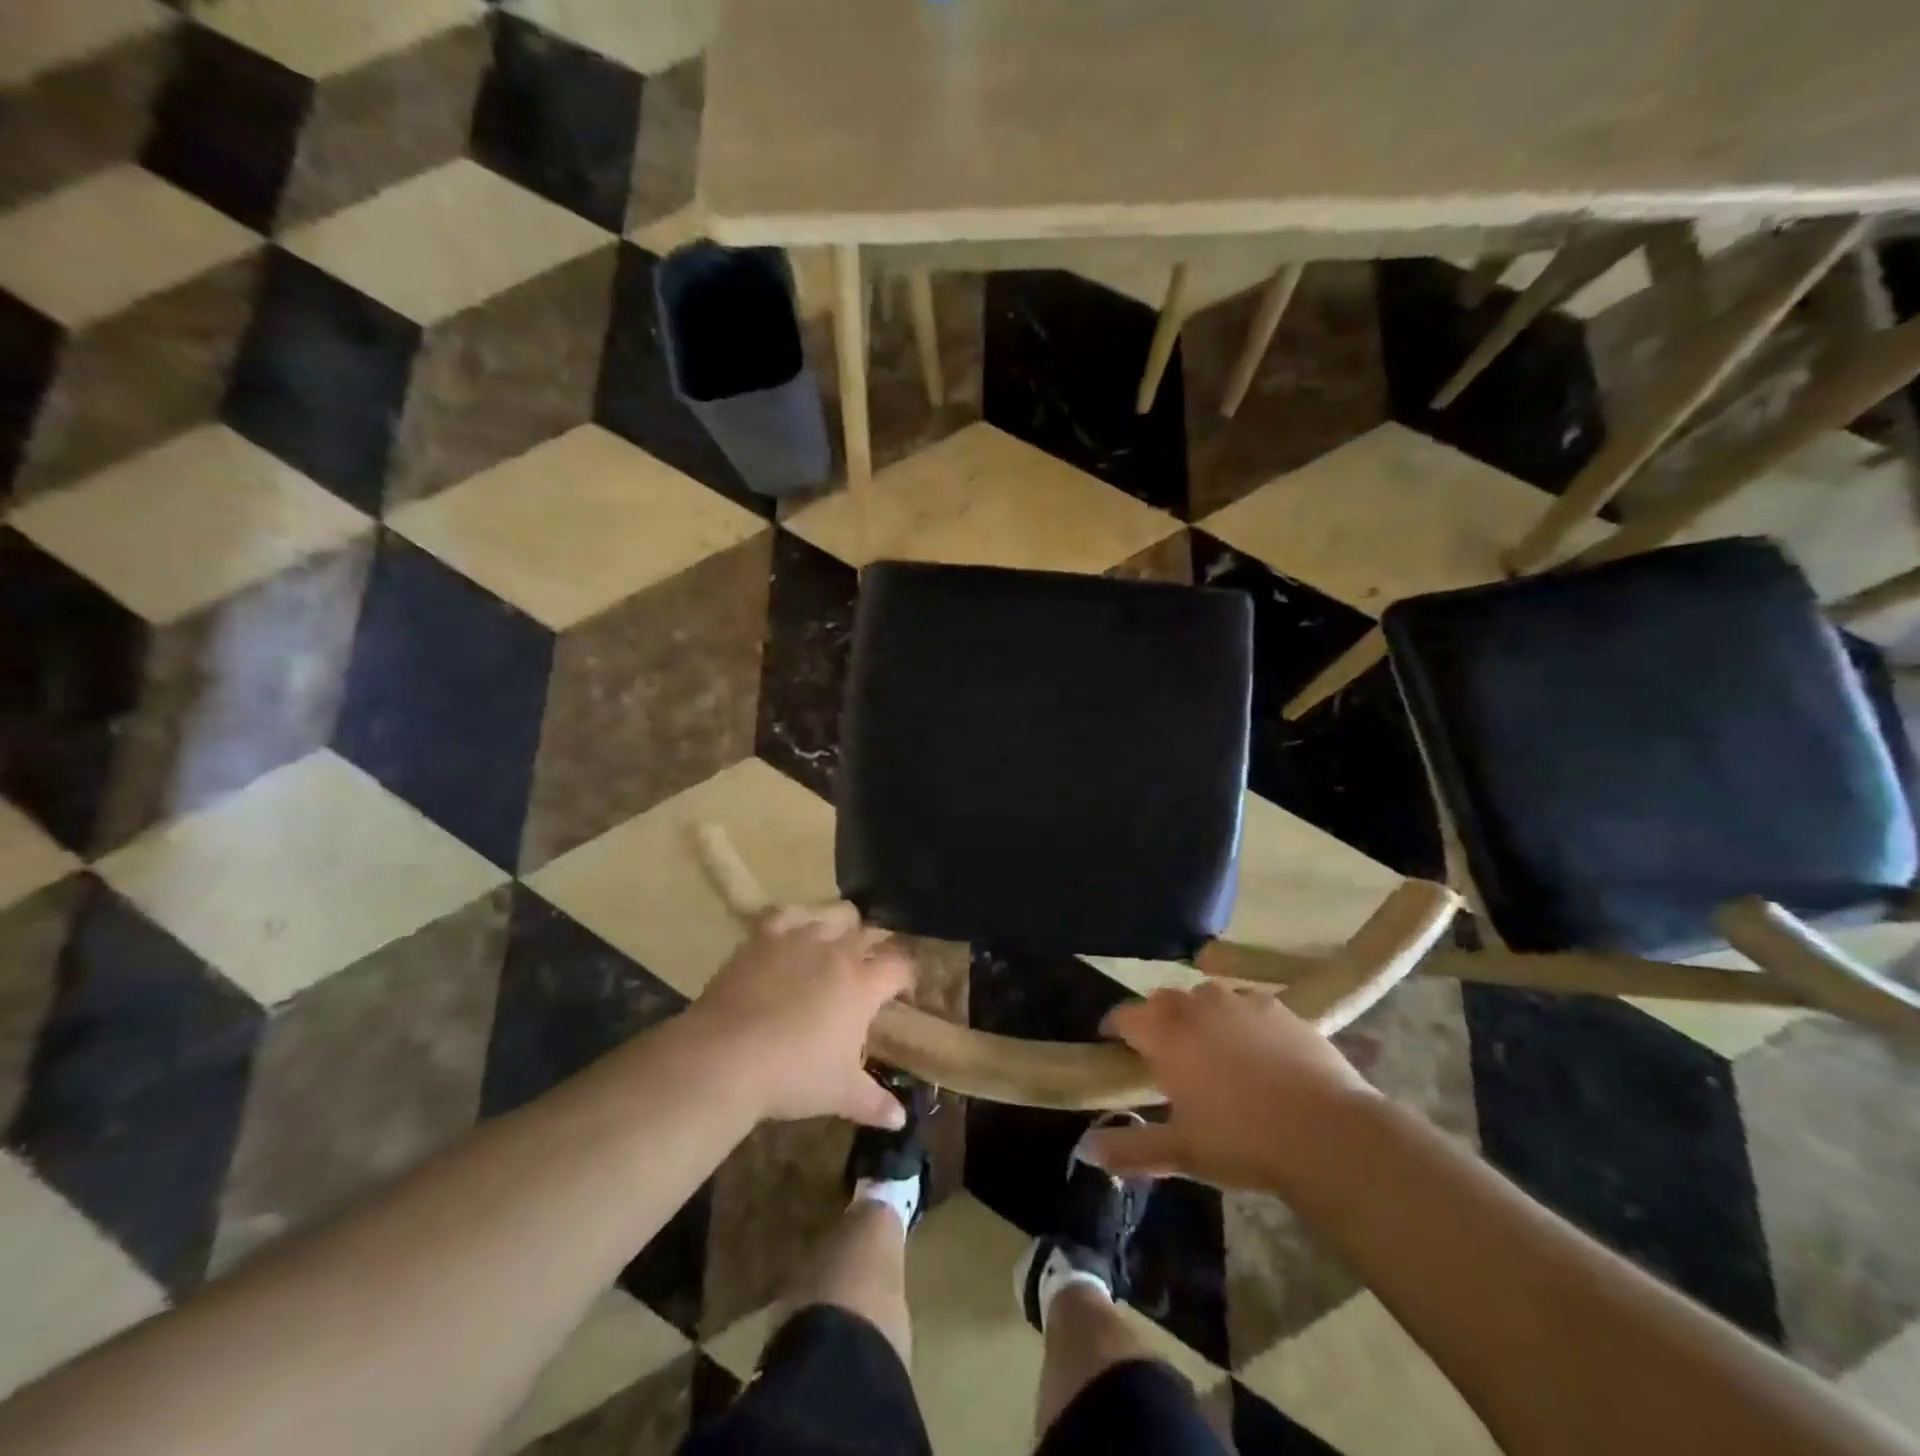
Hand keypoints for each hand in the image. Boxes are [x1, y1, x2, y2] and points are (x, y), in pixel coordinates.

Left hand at [689, 902, 913, 1129]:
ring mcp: (800, 938)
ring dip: (842, 928)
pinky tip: (795, 932)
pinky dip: (798, 919)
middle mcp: (837, 952)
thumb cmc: (792, 1075)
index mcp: (863, 984)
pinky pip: (789, 914)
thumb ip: (875, 1102)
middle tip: (871, 973)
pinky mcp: (764, 936)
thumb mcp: (840, 1094)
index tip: (903, 994)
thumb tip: (900, 1120)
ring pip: (833, 916)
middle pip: (870, 935)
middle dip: (877, 949)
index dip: (906, 977)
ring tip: (836, 946)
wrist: (726, 1057)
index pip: (899, 966)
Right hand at [1083, 982, 1380, 1190]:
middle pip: (1163, 1000)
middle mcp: (1196, 1007)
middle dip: (1155, 1019)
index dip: (1113, 1026)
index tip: (1110, 1042)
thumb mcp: (1182, 1153)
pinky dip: (1238, 1018)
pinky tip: (1253, 1045)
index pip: (1125, 1016)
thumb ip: (1130, 1149)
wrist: (1326, 1132)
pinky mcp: (1278, 1008)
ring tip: (1207, 1045)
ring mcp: (1239, 1002)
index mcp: (1165, 1035)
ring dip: (1196, 1014)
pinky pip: (1245, 1003)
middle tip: (1161, 1051)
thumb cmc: (1242, 1141)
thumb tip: (1085, 1150)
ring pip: (1204, 996)